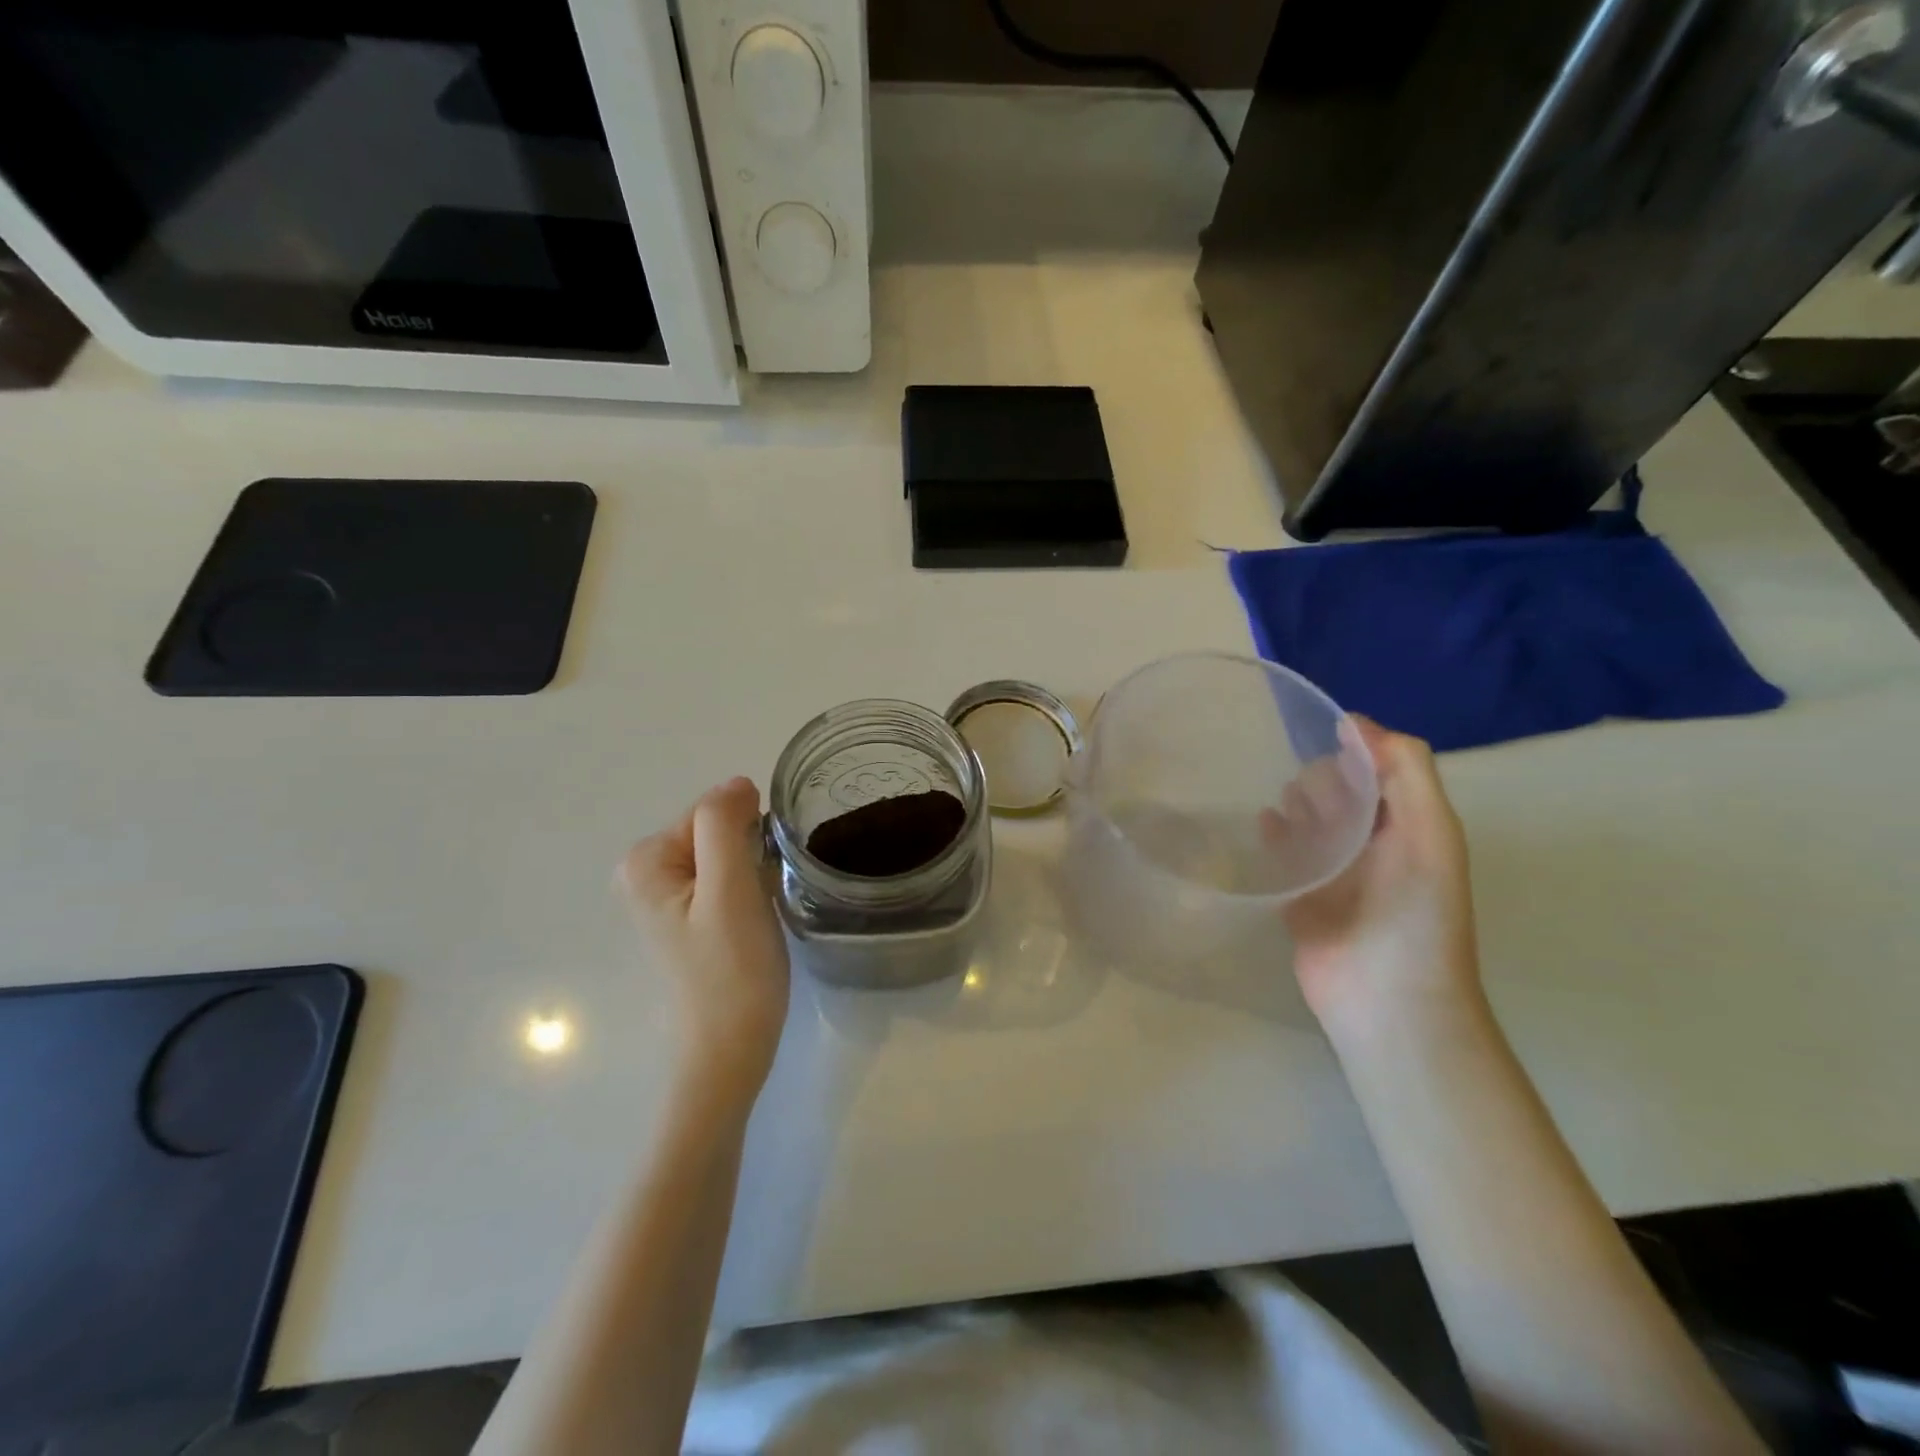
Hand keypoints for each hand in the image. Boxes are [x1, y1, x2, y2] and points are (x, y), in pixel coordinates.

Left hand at [621, 777, 790, 1096]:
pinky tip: (755, 922)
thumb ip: (724, 824)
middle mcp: (647, 872)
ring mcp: (668, 897)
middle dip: (750, 853)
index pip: (713, 812)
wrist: (730, 1049)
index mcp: (646, 860)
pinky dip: (750, 889)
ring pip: (729, 854)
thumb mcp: (729, 888)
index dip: (748, 837)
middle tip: (761, 898)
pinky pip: (729, 878)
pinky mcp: (691, 917)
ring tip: (760, 911)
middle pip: (719, 831)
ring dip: (754, 872)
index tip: (761, 876)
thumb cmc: (732, 969)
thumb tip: (737, 784)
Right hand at [1282, 720, 1481, 1031]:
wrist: (1385, 999)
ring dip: (1296, 803)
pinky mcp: (1301, 897)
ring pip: (1309, 820)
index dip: (1356, 750)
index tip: (1322, 738)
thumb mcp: (1429, 833)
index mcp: (1411, 827)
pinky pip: (1283, 854)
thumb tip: (1355, 721)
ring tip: (1283, 805)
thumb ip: (1405, 771)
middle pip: (1341, 792)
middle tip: (1305, 791)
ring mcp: (1335, 874)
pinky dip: (1273, 834)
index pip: (1380, 769)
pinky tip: (1262, 825)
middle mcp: (1374, 846)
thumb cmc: (1414, 914)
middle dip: (1322, 778)